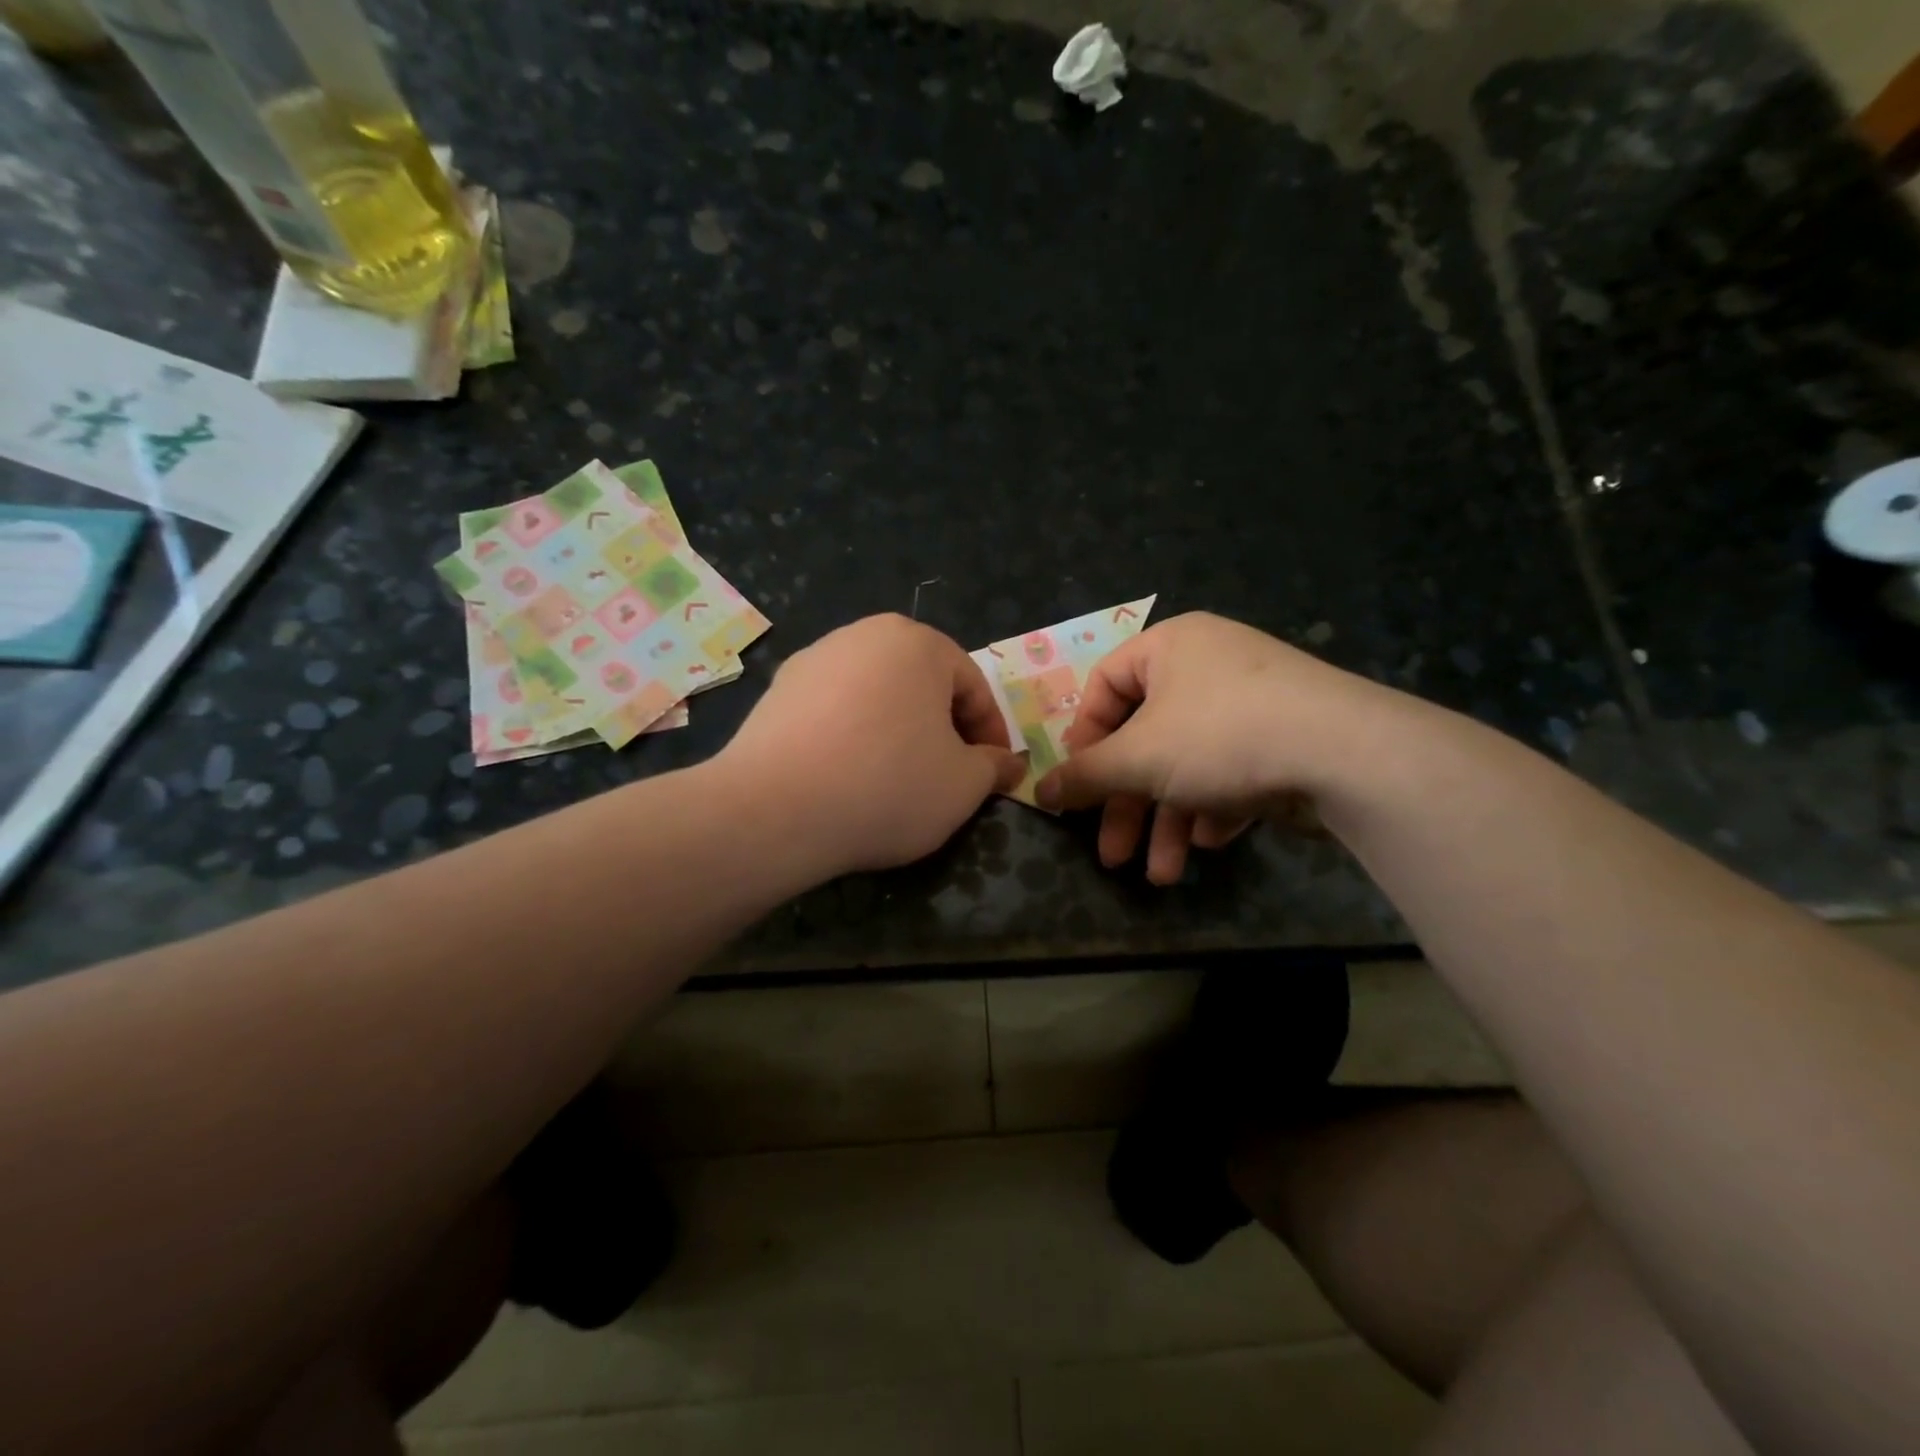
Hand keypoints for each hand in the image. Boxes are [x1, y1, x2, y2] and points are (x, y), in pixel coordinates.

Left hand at [718, 614, 1024, 877]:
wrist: (775, 809)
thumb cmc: (888, 785)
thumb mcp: (963, 786)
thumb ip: (993, 767)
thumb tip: (1007, 763)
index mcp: (917, 643)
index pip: (972, 685)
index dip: (991, 733)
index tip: (994, 773)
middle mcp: (863, 635)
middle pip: (922, 683)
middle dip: (943, 728)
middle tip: (950, 774)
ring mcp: (814, 659)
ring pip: (877, 695)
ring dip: (898, 730)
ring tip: (898, 777)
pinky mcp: (777, 691)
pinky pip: (835, 710)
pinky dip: (853, 736)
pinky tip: (849, 775)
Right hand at [1034, 612, 1390, 883]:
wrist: (1347, 754)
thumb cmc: (1220, 736)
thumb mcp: (1138, 758)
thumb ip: (1085, 776)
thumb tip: (1039, 791)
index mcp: (1170, 647)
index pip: (1104, 685)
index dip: (1084, 738)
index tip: (1078, 784)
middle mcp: (1209, 665)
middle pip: (1147, 738)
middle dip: (1129, 805)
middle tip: (1112, 855)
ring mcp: (1252, 702)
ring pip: (1189, 764)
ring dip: (1168, 821)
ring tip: (1163, 874)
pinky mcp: (1285, 738)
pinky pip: (1232, 770)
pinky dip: (1214, 807)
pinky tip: (1212, 842)